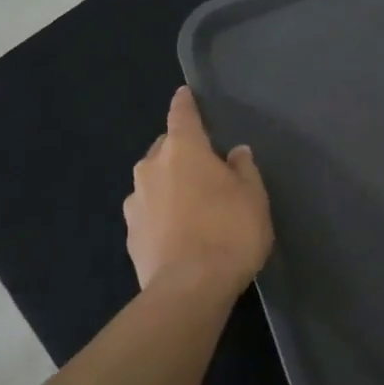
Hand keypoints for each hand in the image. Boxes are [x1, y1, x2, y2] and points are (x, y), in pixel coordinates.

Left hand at [124, 87, 272, 299]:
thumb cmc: (229, 231)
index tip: (184, 94)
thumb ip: (243, 169)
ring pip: (153, 180)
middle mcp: (151, 168)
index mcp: (183, 150)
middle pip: (165, 147)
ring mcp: (136, 202)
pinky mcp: (130, 234)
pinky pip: (148, 211)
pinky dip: (161, 212)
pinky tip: (178, 231)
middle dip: (180, 150)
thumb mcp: (253, 196)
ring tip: (192, 203)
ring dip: (168, 183)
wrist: (189, 289)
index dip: (185, 103)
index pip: (182, 115)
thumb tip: (235, 153)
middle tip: (204, 165)